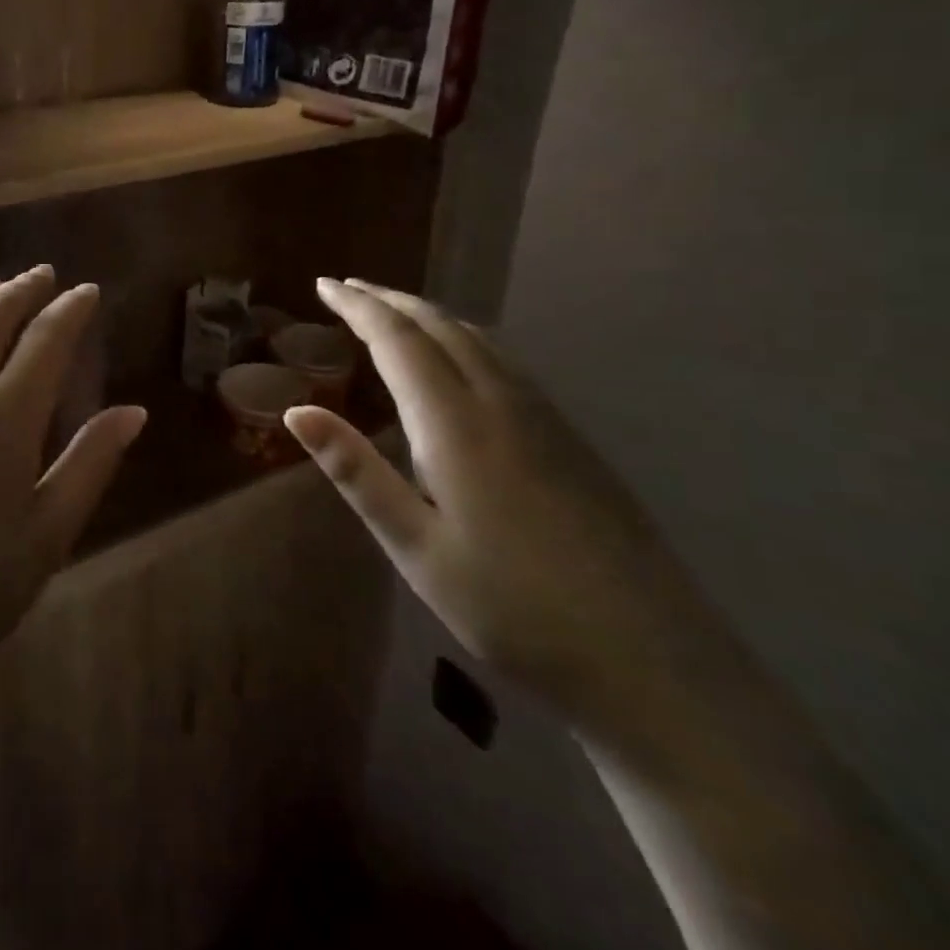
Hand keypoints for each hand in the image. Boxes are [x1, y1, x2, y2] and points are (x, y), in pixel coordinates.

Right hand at [285, 279, 712, 724]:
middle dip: (389, 300)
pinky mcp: (572, 440)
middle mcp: (502, 403)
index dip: (358, 307)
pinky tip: (460, 357)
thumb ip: (355, 471)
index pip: (398, 340)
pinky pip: (505, 361)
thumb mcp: (414, 546)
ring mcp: (546, 418)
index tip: (324, 285)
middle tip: (347, 288)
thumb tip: (296, 410)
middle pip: (440, 326)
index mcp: (456, 424)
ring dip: (428, 314)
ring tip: (393, 310)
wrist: (654, 664)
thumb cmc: (512, 609)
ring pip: (478, 338)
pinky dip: (464, 337)